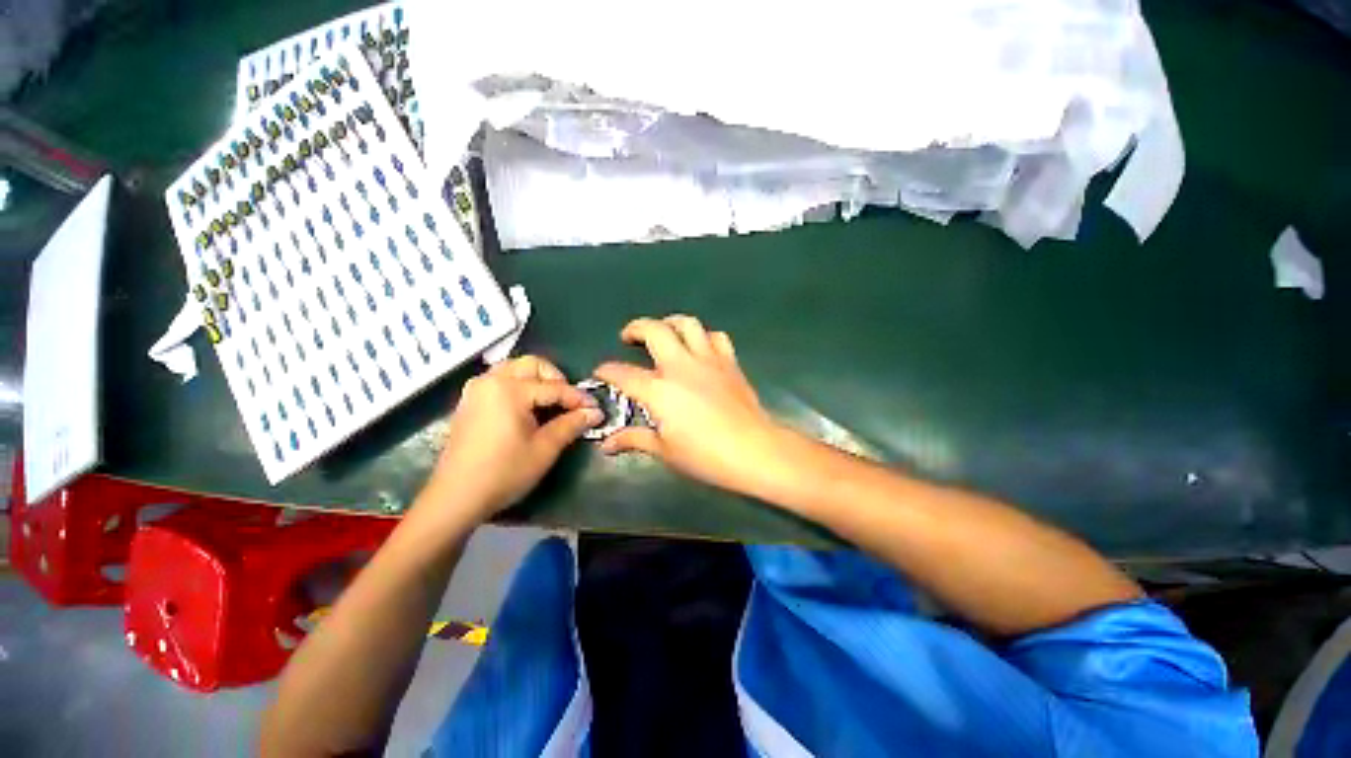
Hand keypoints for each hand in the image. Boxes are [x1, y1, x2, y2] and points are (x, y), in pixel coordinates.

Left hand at [423, 356, 601, 521]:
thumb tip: (595, 413)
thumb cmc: (504, 472)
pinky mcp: (469, 401)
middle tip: (569, 402)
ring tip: (550, 403)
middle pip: (532, 365)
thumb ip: (571, 424)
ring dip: (536, 379)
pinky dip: (519, 386)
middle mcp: (491, 380)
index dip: (578, 398)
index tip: (596, 408)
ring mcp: (476, 389)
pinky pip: (500, 380)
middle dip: (556, 379)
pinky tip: (527, 408)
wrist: (456, 497)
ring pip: (514, 369)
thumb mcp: (545, 448)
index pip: (554, 387)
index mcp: (510, 389)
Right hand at [594, 316, 789, 496]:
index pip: (623, 373)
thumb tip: (607, 444)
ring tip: (664, 333)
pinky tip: (699, 348)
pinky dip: (704, 337)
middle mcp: (681, 366)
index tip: (601, 372)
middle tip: (628, 337)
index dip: (607, 370)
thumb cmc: (706, 456)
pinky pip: (715, 337)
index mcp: (659, 390)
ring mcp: (708, 360)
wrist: (754, 450)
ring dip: (670, 323)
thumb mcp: (665, 450)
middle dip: (635, 328)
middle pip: (654, 330)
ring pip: (687, 324)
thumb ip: (635, 439)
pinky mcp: (729, 362)